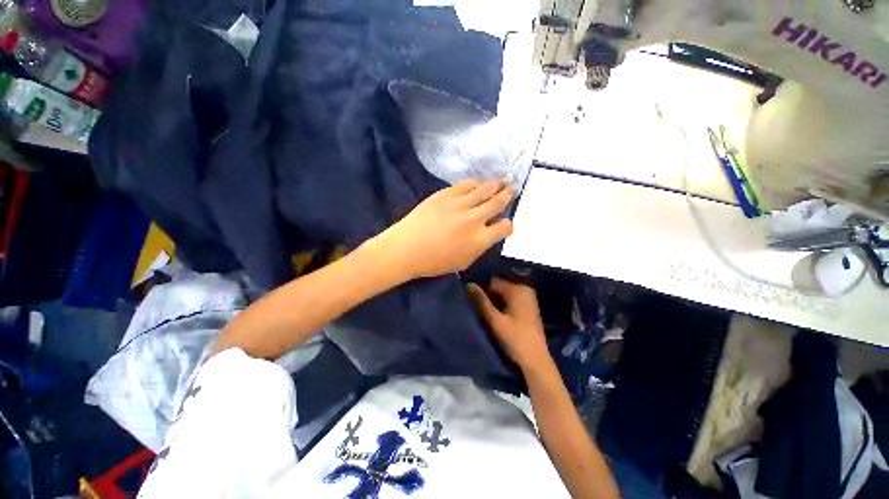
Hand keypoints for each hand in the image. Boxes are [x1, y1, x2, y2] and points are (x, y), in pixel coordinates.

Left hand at [371, 179, 514, 279]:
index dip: (508, 224)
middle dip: (508, 195)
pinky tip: (477, 184)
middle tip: (512, 189)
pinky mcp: (446, 194)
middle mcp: (475, 219)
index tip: (504, 223)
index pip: (505, 227)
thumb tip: (487, 234)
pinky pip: (467, 184)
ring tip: (500, 182)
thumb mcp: (463, 262)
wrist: (406, 248)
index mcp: (480, 240)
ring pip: (485, 188)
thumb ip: (480, 247)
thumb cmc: (434, 262)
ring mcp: (460, 204)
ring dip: (496, 184)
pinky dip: (476, 183)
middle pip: (498, 202)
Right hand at [468, 278, 550, 371]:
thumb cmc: (515, 339)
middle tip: (477, 307)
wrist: (535, 360)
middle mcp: (524, 289)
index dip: (481, 289)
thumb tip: (469, 284)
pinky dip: (502, 305)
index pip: (493, 282)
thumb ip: (481, 301)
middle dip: (488, 295)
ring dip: (494, 301)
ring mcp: (528, 298)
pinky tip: (495, 315)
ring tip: (484, 311)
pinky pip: (510, 300)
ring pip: (503, 294)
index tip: (471, 299)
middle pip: (499, 287)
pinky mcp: (528, 307)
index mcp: (518, 289)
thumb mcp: (495, 320)